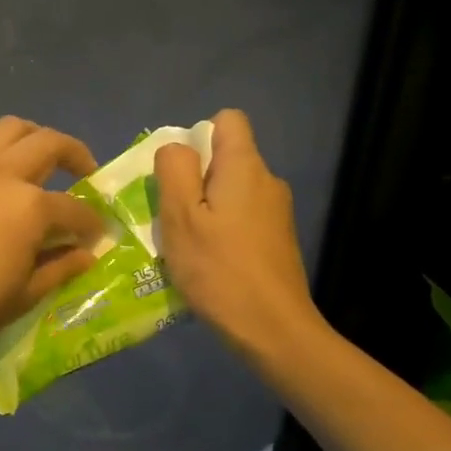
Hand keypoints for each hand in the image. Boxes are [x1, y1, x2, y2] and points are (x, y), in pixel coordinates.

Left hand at [0, 117, 104, 390]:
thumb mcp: (22, 298)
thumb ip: (59, 268)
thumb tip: (85, 254)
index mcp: (30, 208)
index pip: (75, 210)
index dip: (92, 224)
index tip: (96, 237)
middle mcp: (1, 175)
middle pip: (49, 145)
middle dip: (77, 156)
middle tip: (84, 174)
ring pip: (6, 129)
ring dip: (31, 136)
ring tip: (37, 156)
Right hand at [154, 108, 323, 362]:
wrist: (273, 330)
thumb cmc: (219, 269)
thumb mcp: (180, 216)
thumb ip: (175, 170)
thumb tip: (177, 146)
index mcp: (245, 167)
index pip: (227, 120)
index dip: (197, 136)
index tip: (179, 174)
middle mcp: (267, 181)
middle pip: (226, 158)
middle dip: (195, 178)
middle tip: (172, 216)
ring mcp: (277, 213)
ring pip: (231, 192)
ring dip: (205, 208)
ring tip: (186, 244)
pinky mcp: (277, 241)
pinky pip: (241, 218)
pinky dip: (221, 230)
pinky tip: (209, 263)